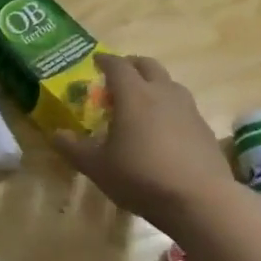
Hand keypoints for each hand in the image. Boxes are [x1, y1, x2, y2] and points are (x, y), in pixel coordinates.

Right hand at [51, 55, 235, 227]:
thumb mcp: (98, 167)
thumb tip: (55, 134)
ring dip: (153, 84)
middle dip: (131, 65)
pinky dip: (169, 107)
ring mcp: (188, 108)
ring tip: (141, 102)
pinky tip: (164, 129)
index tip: (96, 61)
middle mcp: (162, 93)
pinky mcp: (204, 127)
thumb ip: (74, 148)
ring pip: (169, 83)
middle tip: (118, 76)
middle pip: (147, 65)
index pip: (117, 65)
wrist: (200, 200)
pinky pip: (183, 106)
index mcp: (133, 94)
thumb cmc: (141, 177)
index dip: (105, 60)